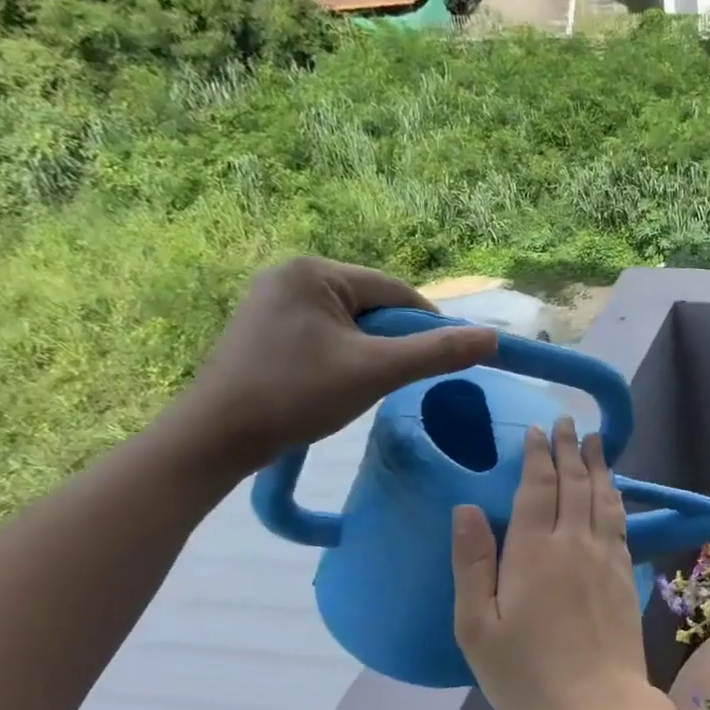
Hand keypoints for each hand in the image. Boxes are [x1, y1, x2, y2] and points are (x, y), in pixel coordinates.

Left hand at [171, 257, 497, 473]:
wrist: (216, 437)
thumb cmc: (297, 395)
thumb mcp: (376, 371)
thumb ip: (437, 353)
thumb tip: (493, 338)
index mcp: (315, 271)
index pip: (395, 292)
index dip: (426, 327)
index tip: (440, 362)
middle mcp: (290, 274)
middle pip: (372, 306)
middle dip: (391, 342)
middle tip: (393, 380)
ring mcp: (271, 300)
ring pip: (350, 323)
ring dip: (368, 351)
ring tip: (361, 385)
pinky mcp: (263, 327)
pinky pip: (324, 333)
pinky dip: (341, 356)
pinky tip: (334, 384)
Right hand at [450, 418, 648, 709]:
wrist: (597, 705)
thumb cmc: (527, 672)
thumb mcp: (478, 627)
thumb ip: (472, 564)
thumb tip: (466, 507)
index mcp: (534, 551)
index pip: (538, 488)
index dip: (539, 456)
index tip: (540, 430)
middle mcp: (574, 543)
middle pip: (574, 484)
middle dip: (570, 449)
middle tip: (569, 421)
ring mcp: (605, 557)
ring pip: (602, 497)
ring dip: (598, 465)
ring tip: (596, 441)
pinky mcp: (624, 575)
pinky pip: (619, 522)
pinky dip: (615, 496)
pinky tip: (613, 490)